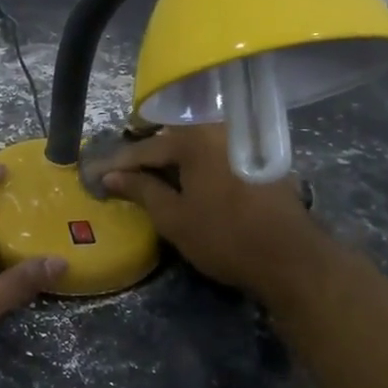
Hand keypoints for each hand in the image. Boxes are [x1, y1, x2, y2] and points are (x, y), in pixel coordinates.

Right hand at [102, 125, 330, 299]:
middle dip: (145, 158)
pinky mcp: (260, 160)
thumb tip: (111, 176)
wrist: (291, 258)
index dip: (118, 166)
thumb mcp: (174, 217)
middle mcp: (220, 129)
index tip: (95, 177)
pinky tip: (187, 184)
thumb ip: (141, 190)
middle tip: (120, 176)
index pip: (145, 149)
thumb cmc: (225, 237)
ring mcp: (244, 143)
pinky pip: (216, 156)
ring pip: (196, 148)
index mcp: (195, 138)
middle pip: (172, 140)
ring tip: (149, 180)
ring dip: (172, 163)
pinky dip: (197, 167)